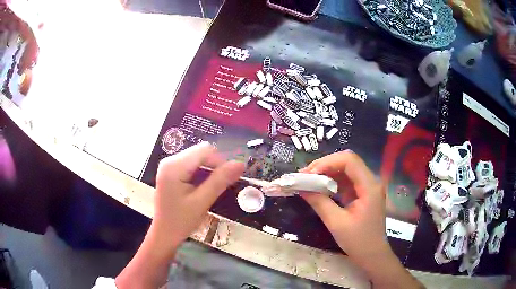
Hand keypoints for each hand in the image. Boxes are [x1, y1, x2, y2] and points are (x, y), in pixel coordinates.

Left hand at [116, 142, 243, 288]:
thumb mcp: (202, 202)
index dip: (221, 162)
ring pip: (198, 158)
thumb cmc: (180, 221)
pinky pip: (191, 165)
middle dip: (215, 167)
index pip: (205, 151)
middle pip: (201, 152)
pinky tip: (203, 189)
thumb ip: (220, 181)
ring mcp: (169, 166)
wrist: (164, 234)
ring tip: (212, 190)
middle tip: (222, 186)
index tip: (229, 179)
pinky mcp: (171, 172)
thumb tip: (240, 164)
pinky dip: (201, 174)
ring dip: (209, 171)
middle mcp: (170, 160)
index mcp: (174, 166)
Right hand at [299, 150, 388, 264]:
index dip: (327, 162)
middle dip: (325, 166)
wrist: (372, 255)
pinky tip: (319, 188)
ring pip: (345, 170)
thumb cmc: (358, 241)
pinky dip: (331, 182)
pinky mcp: (362, 194)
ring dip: (327, 173)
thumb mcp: (336, 223)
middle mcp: (370, 182)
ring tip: (308, 180)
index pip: (349, 161)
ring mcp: (367, 187)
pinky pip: (346, 181)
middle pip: (347, 162)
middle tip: (304, 175)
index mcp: (369, 186)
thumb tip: (301, 187)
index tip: (309, 174)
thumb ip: (320, 202)